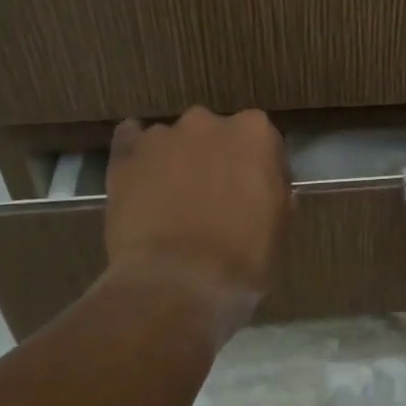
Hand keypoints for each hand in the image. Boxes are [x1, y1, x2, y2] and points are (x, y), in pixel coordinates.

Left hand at [99, 108, 290, 324]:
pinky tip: (140, 179)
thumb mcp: (280, 223)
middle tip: (215, 197)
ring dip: (177, 161)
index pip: (262, 140)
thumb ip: (274, 190)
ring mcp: (163, 136)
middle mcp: (209, 123)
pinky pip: (130, 140)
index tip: (256, 193)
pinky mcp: (125, 155)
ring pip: (174, 140)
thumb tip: (265, 186)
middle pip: (216, 134)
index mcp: (255, 133)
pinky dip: (138, 155)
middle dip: (216, 159)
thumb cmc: (243, 256)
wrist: (178, 282)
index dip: (259, 168)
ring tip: (172, 201)